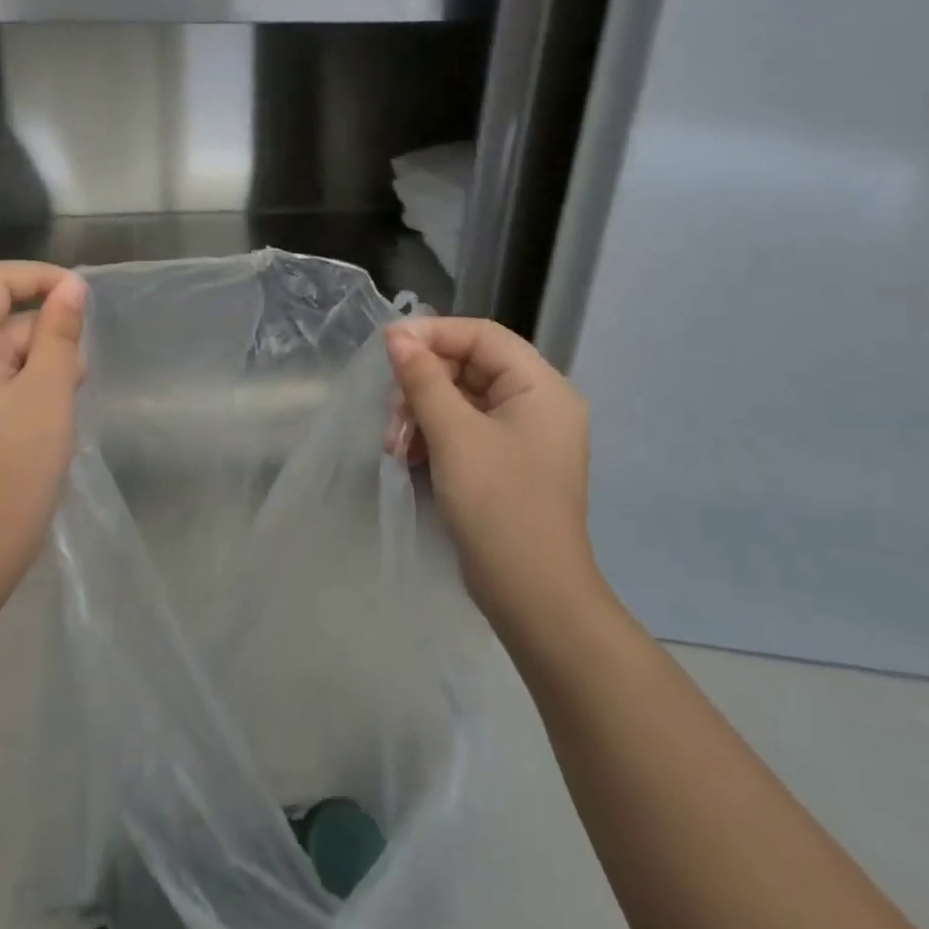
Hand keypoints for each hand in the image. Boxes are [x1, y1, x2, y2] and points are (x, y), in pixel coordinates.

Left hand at [0, 261, 86, 597]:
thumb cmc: (14, 469)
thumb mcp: (49, 393)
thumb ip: (60, 333)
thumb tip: (71, 286)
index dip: (38, 277)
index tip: (81, 297)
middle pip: (2, 318)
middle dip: (47, 335)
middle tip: (75, 377)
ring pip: (8, 352)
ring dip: (45, 365)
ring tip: (64, 406)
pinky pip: (4, 381)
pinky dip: (33, 388)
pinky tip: (52, 420)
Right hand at [385, 317, 596, 620]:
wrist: (532, 594)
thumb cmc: (498, 504)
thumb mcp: (454, 435)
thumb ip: (423, 379)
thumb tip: (396, 336)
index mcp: (541, 387)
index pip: (482, 336)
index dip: (433, 334)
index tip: (387, 346)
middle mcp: (537, 404)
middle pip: (468, 367)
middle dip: (422, 385)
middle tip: (390, 413)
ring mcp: (522, 436)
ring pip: (460, 400)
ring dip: (421, 414)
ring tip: (394, 445)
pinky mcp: (505, 463)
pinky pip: (463, 430)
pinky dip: (433, 437)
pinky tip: (408, 456)